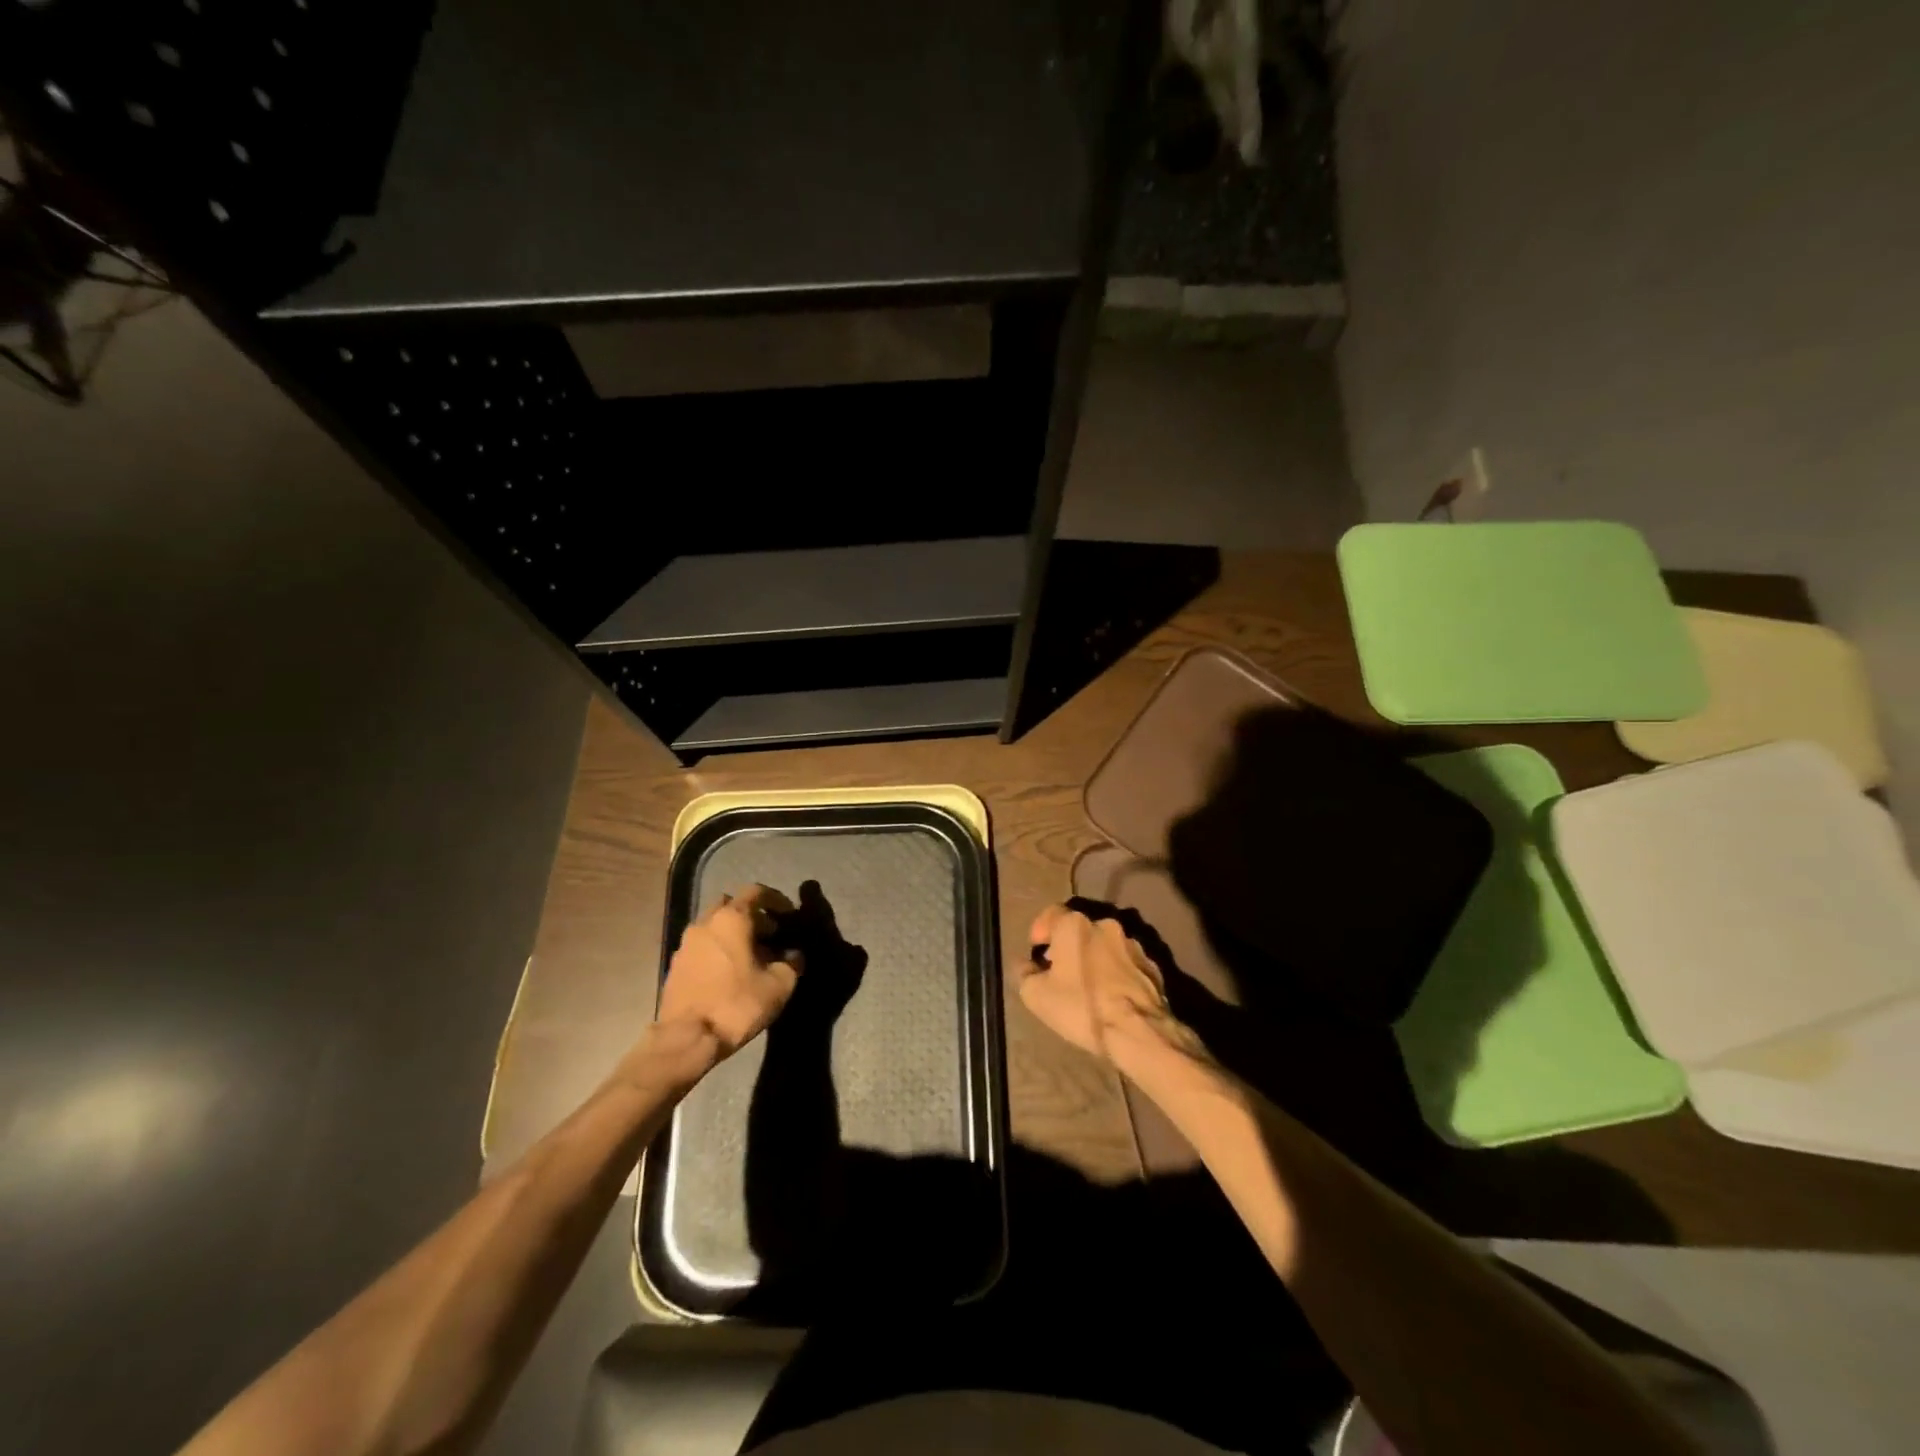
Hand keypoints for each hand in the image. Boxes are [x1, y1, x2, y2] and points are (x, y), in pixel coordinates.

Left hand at [656, 884, 803, 1060]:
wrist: (686, 1039)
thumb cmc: (736, 1005)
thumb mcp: (779, 985)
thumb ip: (792, 963)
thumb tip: (794, 955)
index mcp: (731, 919)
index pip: (756, 892)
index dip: (776, 899)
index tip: (788, 914)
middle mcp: (705, 922)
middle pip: (731, 904)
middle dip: (752, 914)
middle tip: (769, 934)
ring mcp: (686, 943)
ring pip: (714, 924)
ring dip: (733, 932)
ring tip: (750, 956)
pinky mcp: (676, 965)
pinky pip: (702, 945)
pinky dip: (718, 948)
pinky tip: (729, 972)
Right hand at [1018, 904, 1188, 1067]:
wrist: (1138, 1031)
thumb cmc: (1081, 1006)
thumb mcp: (1036, 995)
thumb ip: (1024, 973)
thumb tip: (1024, 964)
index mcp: (1075, 925)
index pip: (1050, 914)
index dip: (1040, 931)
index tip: (1036, 952)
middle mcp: (1105, 925)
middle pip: (1079, 929)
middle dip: (1067, 946)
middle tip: (1060, 972)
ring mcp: (1133, 944)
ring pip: (1104, 945)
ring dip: (1094, 959)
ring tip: (1088, 987)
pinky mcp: (1152, 965)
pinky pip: (1125, 963)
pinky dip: (1115, 973)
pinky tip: (1112, 997)